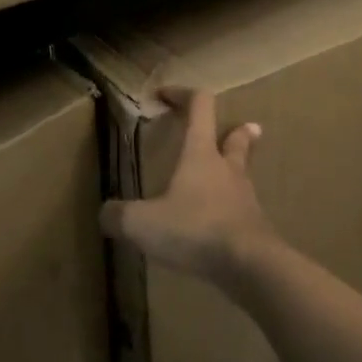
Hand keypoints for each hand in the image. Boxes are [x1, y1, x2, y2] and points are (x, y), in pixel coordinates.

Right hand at [100, 87, 276, 287]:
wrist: (250, 267)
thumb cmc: (195, 229)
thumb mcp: (143, 223)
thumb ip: (119, 216)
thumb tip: (105, 213)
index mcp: (201, 154)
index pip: (200, 107)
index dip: (183, 94)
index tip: (165, 94)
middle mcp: (227, 169)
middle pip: (237, 138)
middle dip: (235, 130)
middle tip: (238, 127)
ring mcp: (246, 199)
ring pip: (242, 174)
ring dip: (236, 170)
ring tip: (228, 175)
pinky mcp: (256, 228)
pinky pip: (243, 210)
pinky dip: (233, 209)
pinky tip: (222, 225)